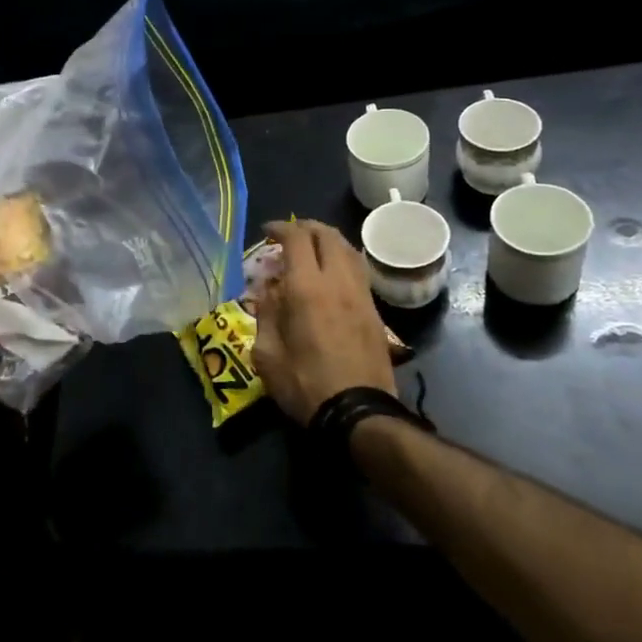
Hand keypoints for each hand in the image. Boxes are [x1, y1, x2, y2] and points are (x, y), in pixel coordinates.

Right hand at [252, 220, 395, 425]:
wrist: (358, 413)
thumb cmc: (305, 385)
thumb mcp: (267, 355)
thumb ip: (266, 315)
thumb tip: (268, 291)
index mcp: (307, 289)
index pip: (297, 239)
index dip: (280, 228)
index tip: (267, 232)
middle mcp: (337, 282)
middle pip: (327, 236)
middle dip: (306, 227)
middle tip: (289, 235)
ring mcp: (361, 295)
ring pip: (348, 250)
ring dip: (328, 240)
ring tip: (311, 248)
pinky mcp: (375, 311)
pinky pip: (358, 270)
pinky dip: (342, 259)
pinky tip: (332, 272)